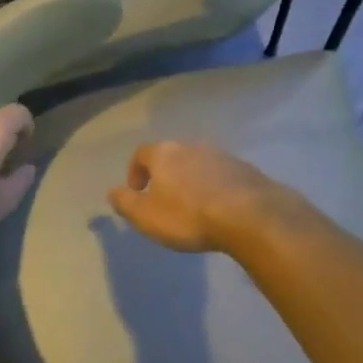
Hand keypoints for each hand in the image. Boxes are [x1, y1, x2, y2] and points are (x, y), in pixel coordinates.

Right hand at [107, 141, 299, 254]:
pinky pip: (221, 174)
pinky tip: (218, 207)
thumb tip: (113, 192)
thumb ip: (126, 203)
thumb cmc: (189, 216)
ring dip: (191, 180)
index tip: (137, 191)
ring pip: (198, 164)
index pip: (142, 153)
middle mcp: (191, 146)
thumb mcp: (147, 216)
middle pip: (171, 156)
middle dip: (165, 175)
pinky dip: (214, 186)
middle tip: (164, 199)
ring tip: (193, 206)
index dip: (135, 171)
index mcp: (164, 154)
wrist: (249, 215)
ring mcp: (221, 155)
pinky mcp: (244, 168)